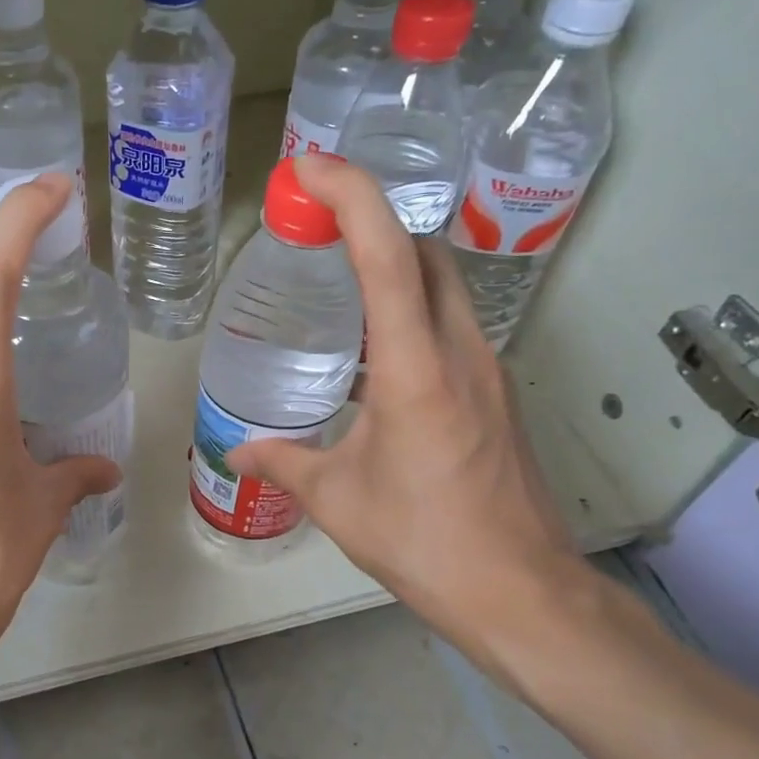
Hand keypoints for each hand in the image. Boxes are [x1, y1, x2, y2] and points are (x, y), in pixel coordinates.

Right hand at [225, 155, 585, 672]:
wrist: (520, 590)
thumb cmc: (424, 541)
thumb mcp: (337, 500)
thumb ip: (283, 463)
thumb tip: (238, 450)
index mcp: (417, 369)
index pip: (388, 256)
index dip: (352, 198)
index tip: (311, 168)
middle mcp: (461, 352)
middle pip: (428, 252)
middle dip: (375, 222)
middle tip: (317, 228)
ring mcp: (489, 371)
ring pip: (446, 286)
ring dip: (396, 265)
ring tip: (337, 281)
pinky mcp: (496, 395)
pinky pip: (451, 326)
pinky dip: (412, 311)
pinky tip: (372, 352)